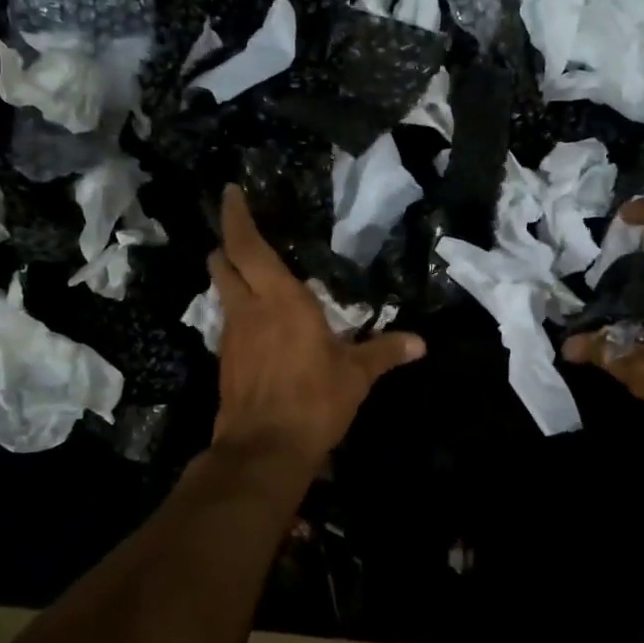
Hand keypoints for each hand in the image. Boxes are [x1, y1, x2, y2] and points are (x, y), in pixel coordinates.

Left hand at [209, 185, 424, 465]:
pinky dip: (240, 313)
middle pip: (223, 264)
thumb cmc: (313, 401)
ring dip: (232, 279)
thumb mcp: (356, 375)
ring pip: (223, 294)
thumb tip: (420, 343)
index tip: (231, 192)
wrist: (263, 450)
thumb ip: (385, 352)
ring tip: (255, 276)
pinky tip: (260, 324)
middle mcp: (248, 310)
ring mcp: (231, 337)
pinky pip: (230, 323)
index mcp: (280, 300)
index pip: (247, 246)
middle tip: (242, 235)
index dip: (237, 217)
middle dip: (227, 245)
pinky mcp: (226, 362)